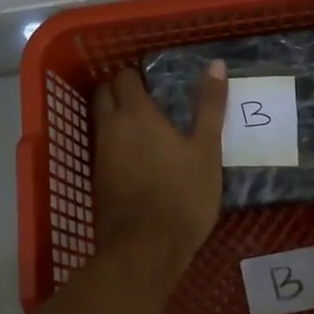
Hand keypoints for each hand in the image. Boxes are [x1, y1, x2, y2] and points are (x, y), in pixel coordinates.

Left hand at [91, 63, 227, 274]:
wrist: (145, 249)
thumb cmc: (182, 194)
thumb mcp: (206, 149)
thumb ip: (210, 105)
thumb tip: (216, 64)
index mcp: (136, 113)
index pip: (125, 77)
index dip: (139, 75)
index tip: (158, 82)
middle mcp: (111, 127)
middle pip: (105, 94)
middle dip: (121, 90)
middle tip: (151, 99)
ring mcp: (100, 154)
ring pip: (101, 121)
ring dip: (116, 116)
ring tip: (148, 126)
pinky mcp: (98, 179)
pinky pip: (103, 147)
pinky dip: (116, 142)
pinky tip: (139, 156)